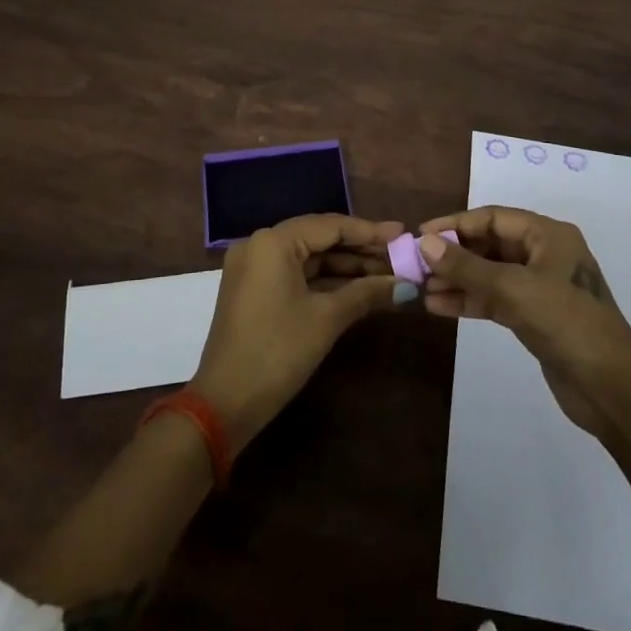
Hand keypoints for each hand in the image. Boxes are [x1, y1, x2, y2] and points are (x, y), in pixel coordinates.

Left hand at [190, 214, 405, 452]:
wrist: (225, 404)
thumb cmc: (278, 352)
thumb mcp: (327, 319)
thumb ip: (367, 293)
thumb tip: (406, 284)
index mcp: (274, 242)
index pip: (330, 226)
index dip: (370, 231)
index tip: (402, 234)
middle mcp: (260, 245)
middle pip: (320, 239)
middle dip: (360, 250)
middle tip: (399, 257)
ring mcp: (255, 268)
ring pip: (309, 258)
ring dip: (346, 268)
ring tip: (387, 274)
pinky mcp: (255, 290)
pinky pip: (297, 275)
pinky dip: (326, 282)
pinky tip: (359, 289)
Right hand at [419, 206, 630, 435]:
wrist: (611, 388)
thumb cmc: (566, 323)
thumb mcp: (513, 289)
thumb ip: (467, 267)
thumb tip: (425, 243)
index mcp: (548, 235)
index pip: (492, 218)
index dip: (455, 224)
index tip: (420, 234)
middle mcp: (544, 254)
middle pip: (489, 244)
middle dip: (453, 254)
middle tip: (416, 265)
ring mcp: (539, 286)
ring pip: (489, 274)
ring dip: (457, 280)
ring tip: (420, 288)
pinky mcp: (534, 316)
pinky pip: (494, 299)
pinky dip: (469, 301)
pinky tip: (439, 306)